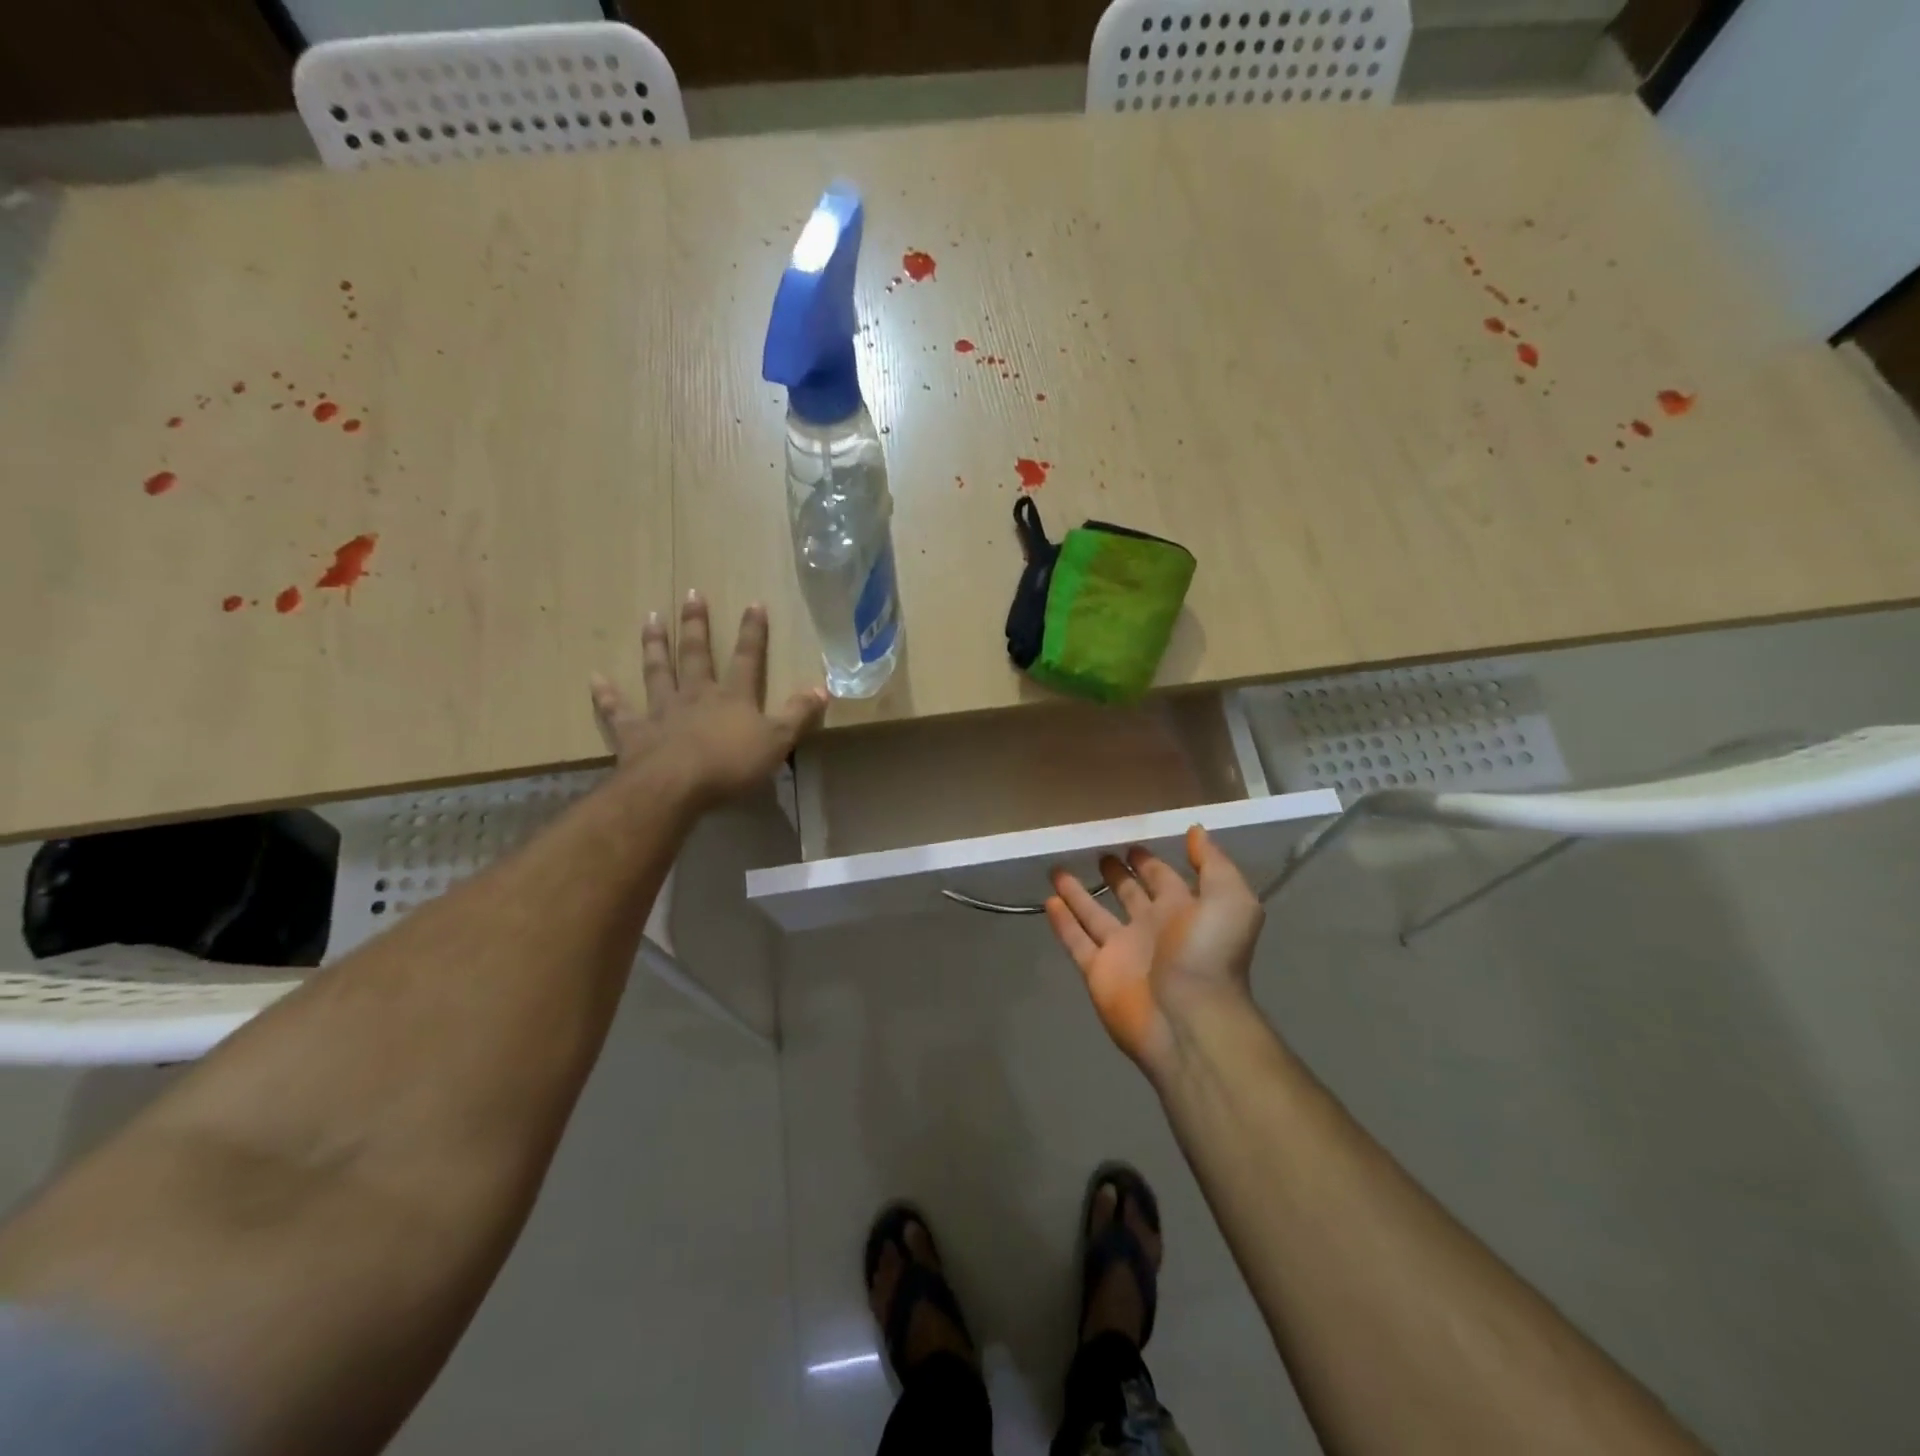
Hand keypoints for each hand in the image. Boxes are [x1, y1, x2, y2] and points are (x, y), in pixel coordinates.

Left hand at [590, 591, 827, 808]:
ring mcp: (662, 711)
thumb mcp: (777, 741)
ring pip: (658, 671)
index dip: (752, 632)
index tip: (753, 603)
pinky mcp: (634, 733)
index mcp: (733, 697)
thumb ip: (798, 714)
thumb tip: (822, 687)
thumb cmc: (730, 765)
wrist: (675, 786)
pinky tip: (596, 678)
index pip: (747, 658)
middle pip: (697, 654)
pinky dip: (607, 696)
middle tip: (692, 594)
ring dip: (655, 645)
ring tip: (651, 617)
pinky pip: (618, 711)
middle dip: (697, 625)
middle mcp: (696, 695)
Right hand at [1046, 827, 1264, 1078]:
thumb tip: (1196, 831)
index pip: (1163, 878)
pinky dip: (1063, 923)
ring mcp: (1123, 951)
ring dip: (1078, 893)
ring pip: (1095, 915)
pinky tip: (1049, 901)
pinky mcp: (1098, 971)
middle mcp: (1152, 927)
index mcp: (1184, 910)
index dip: (1149, 861)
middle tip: (1097, 853)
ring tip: (1058, 870)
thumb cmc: (1209, 954)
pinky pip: (1076, 941)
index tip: (1130, 842)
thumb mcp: (1230, 899)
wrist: (1190, 1019)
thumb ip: (1213, 863)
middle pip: (1129, 894)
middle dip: (1116, 874)